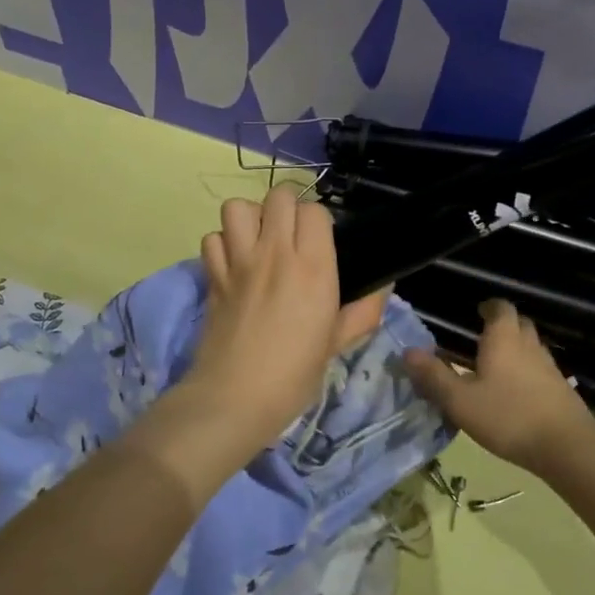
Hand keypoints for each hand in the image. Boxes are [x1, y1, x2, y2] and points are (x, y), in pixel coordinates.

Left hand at [188, 187, 388, 441]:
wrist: (234, 398)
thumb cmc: (294, 375)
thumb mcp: (338, 344)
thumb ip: (364, 311)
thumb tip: (383, 286)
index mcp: (313, 268)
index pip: (315, 211)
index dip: (319, 222)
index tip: (320, 243)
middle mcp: (275, 254)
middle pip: (278, 196)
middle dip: (287, 208)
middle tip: (291, 236)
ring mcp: (238, 262)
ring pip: (238, 207)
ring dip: (250, 218)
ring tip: (258, 241)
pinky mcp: (212, 276)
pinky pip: (212, 238)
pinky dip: (222, 245)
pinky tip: (233, 264)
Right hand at [403, 299, 594, 476]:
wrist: (567, 447)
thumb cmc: (508, 417)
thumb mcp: (460, 401)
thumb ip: (433, 377)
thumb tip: (407, 353)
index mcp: (503, 339)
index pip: (500, 308)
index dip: (489, 307)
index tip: (477, 311)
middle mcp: (529, 345)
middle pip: (518, 324)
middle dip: (502, 326)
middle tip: (482, 338)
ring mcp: (549, 367)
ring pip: (531, 347)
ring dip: (515, 349)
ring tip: (495, 367)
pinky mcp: (561, 390)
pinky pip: (540, 370)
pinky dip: (527, 372)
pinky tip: (515, 394)